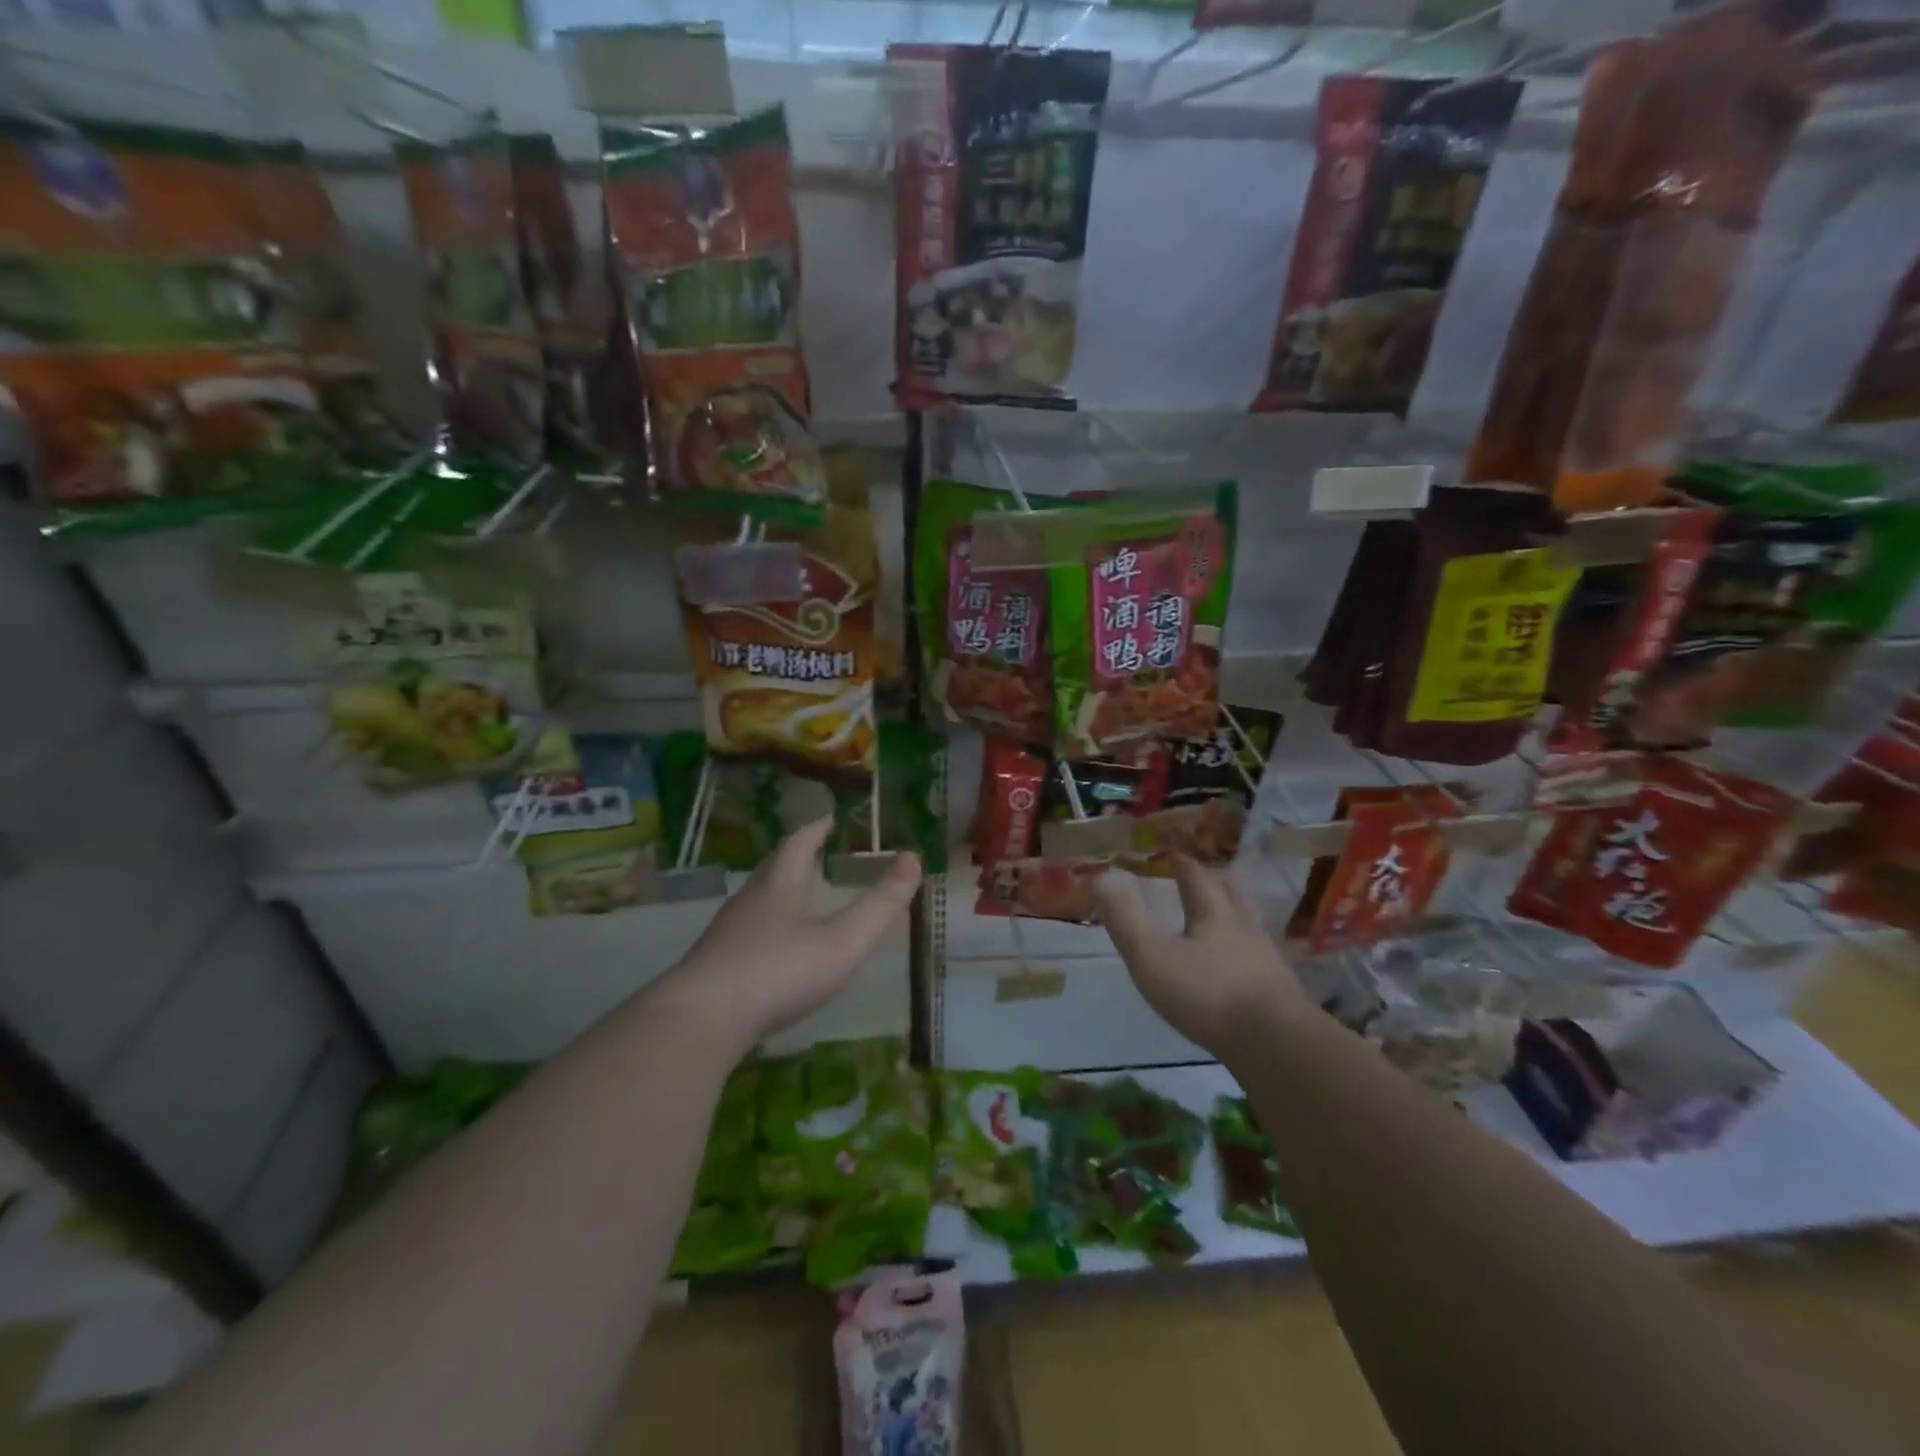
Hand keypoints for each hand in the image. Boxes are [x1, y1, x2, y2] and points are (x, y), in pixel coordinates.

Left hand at [663, 816, 921, 1050]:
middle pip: (775, 868)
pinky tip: (775, 951)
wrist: (701, 1021)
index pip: (799, 843)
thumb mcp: (843, 940)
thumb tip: (913, 858)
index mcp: (781, 885)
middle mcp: (751, 900)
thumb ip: (881, 904)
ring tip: (801, 897)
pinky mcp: (715, 966)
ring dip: (780, 892)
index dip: (817, 829)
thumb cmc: (779, 971)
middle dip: (797, 856)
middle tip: (817, 852)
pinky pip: (747, 934)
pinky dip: (767, 928)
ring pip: (758, 900)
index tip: (830, 819)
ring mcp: (728, 934)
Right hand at [1091, 856, 1307, 1059]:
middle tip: (1209, 875)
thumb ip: (1124, 919)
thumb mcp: (1152, 956)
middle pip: (1232, 895)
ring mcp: (1268, 961)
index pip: (1197, 878)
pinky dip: (1251, 953)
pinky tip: (1246, 967)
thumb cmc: (1207, 993)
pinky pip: (1263, 960)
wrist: (1276, 1043)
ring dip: (1238, 914)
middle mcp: (1245, 929)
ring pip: (1252, 926)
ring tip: (1230, 915)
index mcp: (1214, 915)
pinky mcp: (1282, 993)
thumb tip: (1096, 876)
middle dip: (1217, 882)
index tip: (1173, 851)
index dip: (1182, 863)